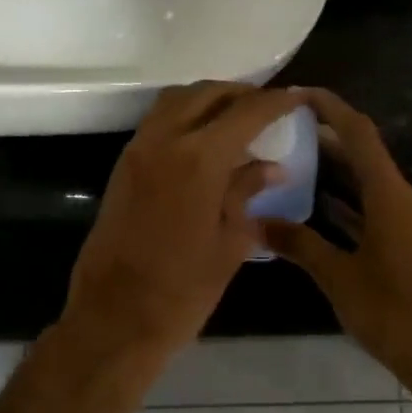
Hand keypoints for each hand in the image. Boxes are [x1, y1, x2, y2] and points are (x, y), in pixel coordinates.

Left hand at [60, 82, 299, 368]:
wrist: (114, 318)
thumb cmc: (182, 291)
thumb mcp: (229, 243)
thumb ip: (247, 193)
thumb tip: (271, 168)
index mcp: (198, 159)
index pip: (245, 112)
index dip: (275, 102)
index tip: (296, 98)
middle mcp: (163, 141)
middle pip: (205, 94)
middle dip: (240, 94)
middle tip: (267, 107)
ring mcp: (136, 152)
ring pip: (175, 102)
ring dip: (207, 100)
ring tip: (236, 120)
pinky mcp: (121, 169)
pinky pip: (156, 124)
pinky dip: (183, 118)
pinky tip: (203, 143)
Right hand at [262, 89, 411, 381]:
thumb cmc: (391, 312)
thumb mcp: (338, 277)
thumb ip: (299, 244)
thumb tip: (257, 222)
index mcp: (393, 199)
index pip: (361, 136)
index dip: (331, 109)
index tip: (299, 94)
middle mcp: (408, 201)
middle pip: (367, 157)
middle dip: (329, 139)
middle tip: (286, 130)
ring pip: (372, 185)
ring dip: (338, 173)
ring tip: (295, 162)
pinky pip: (378, 210)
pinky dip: (351, 204)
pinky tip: (321, 208)